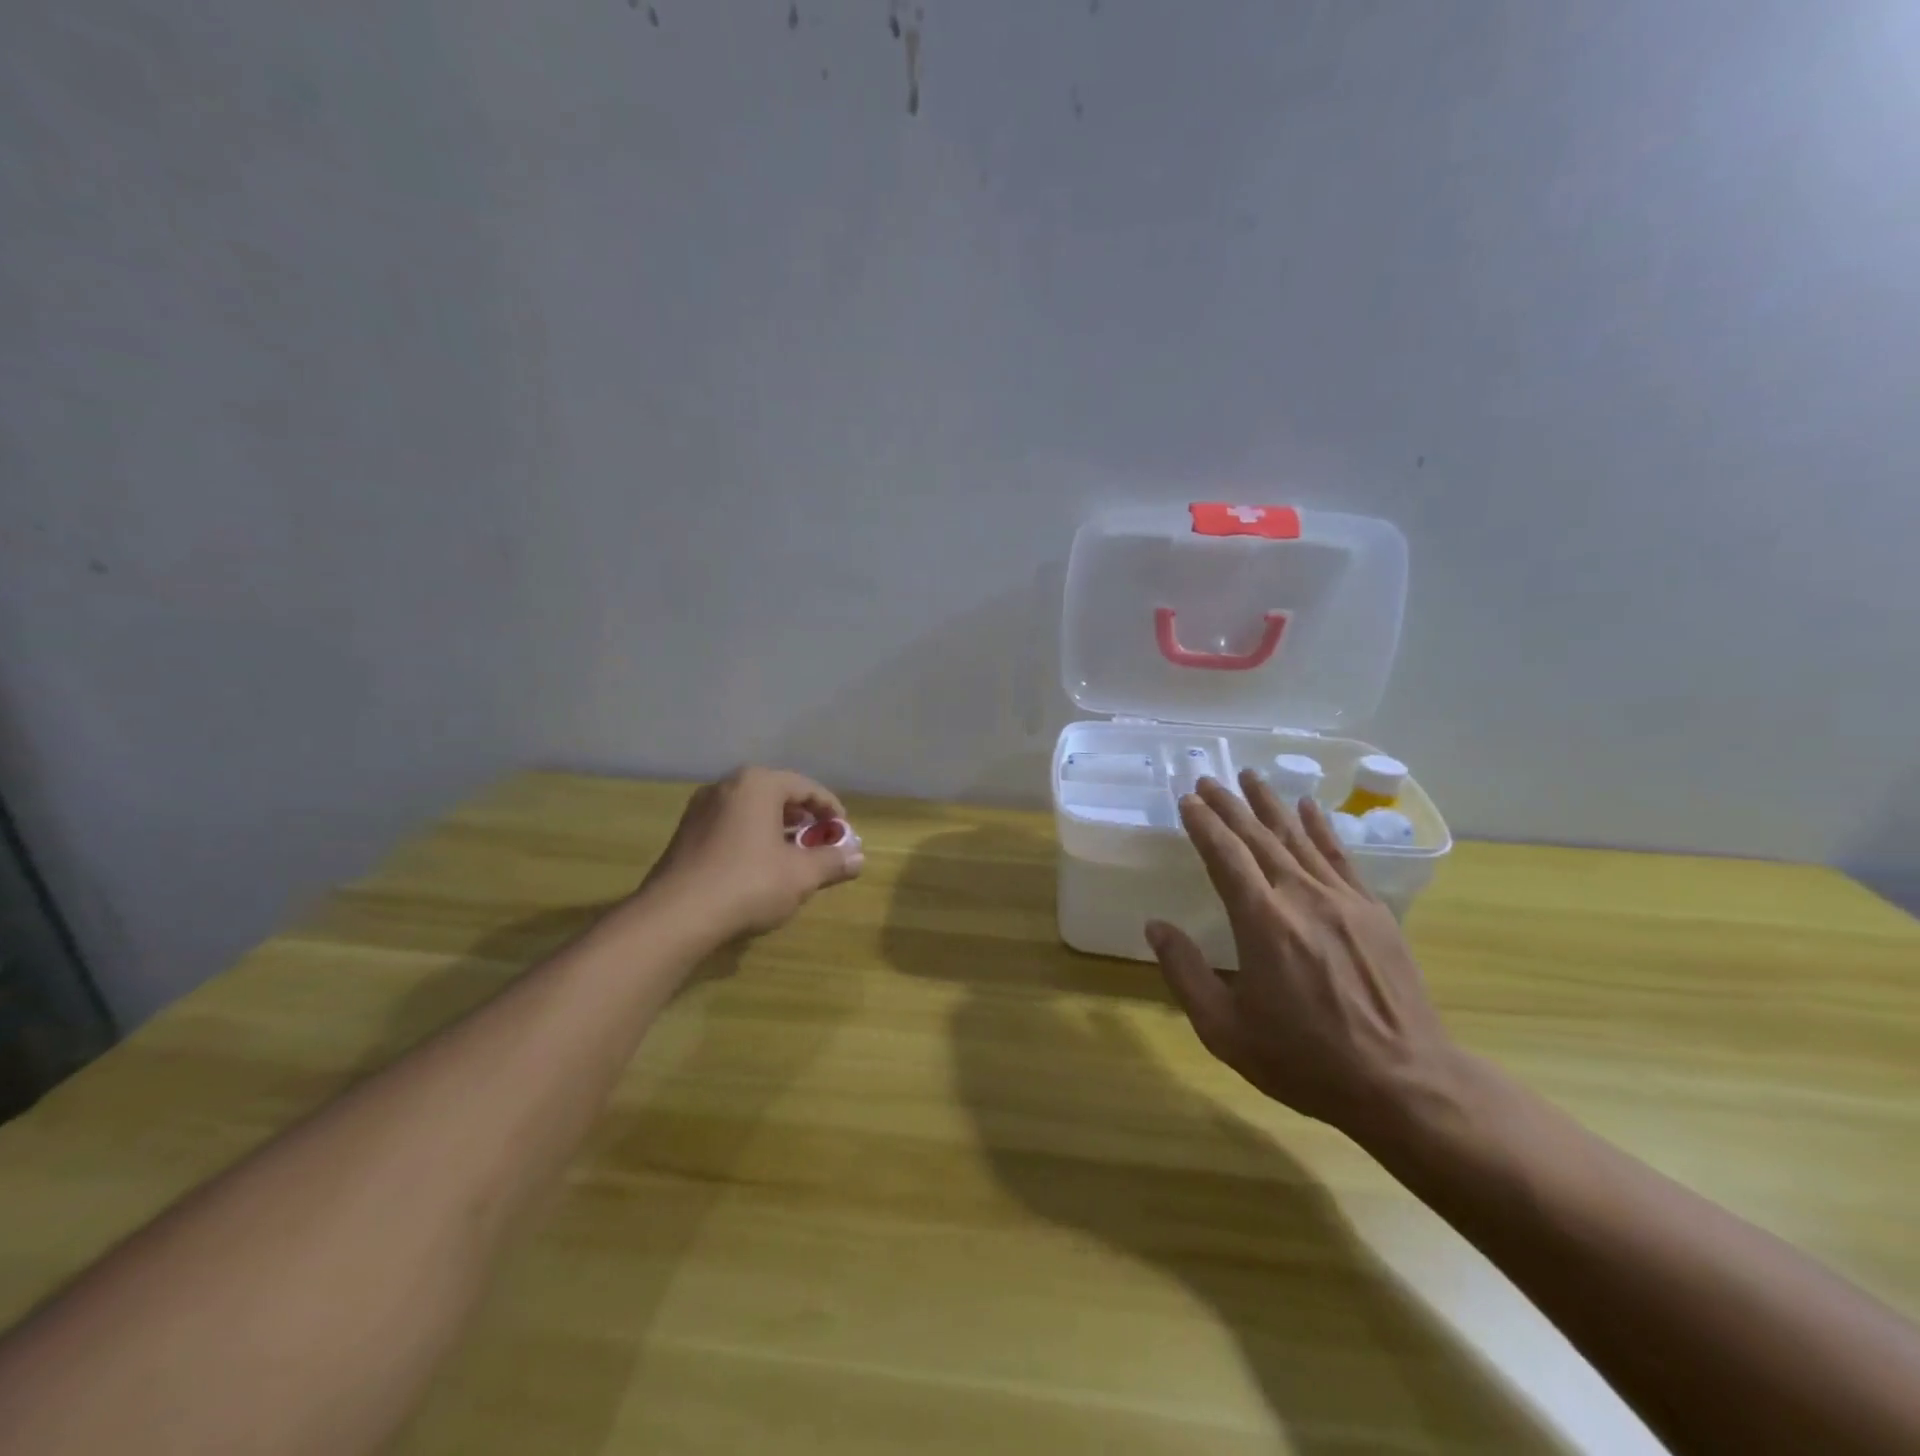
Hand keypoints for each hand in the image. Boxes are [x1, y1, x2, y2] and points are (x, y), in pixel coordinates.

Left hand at [637, 767, 863, 940]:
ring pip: (751, 809)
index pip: (805, 787)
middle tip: (820, 839)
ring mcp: (701, 808)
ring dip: (776, 827)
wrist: (676, 916)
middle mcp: (727, 786)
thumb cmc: (748, 883)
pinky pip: (729, 824)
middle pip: (776, 794)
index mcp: (758, 784)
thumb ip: (832, 862)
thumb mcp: (801, 875)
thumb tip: (858, 858)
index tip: (843, 830)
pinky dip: (751, 836)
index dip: (829, 808)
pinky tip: (759, 865)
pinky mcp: (685, 833)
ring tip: (793, 854)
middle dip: (802, 817)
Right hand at [1145, 770, 1461, 1138]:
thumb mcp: (1226, 1030)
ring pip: (1299, 837)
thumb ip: (1186, 973)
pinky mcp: (1374, 911)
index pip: (1225, 856)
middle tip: (1209, 780)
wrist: (1404, 1083)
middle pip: (1259, 837)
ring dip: (1271, 804)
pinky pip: (1341, 856)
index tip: (1188, 801)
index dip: (1204, 825)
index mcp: (1261, 922)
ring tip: (1251, 776)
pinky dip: (1322, 827)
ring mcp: (1343, 900)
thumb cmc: (1305, 1060)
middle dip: (1230, 805)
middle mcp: (1301, 897)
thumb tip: (1155, 926)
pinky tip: (1310, 807)